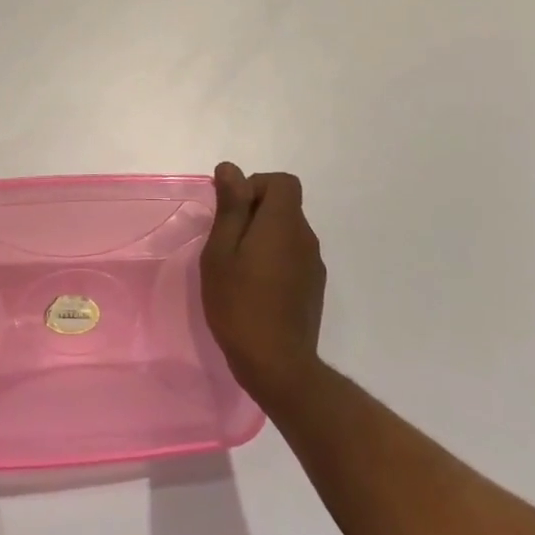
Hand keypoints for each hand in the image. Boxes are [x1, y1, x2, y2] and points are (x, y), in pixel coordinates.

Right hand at [201, 163, 326, 406]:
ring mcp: (313, 265)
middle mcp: (305, 238)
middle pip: (284, 206)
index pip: (282, 182)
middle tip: (225, 243)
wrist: (277, 365)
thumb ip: (230, 207)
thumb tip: (231, 168)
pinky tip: (254, 289)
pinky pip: (293, 257)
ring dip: (263, 238)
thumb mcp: (221, 251)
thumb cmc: (239, 303)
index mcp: (284, 223)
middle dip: (254, 213)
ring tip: (237, 269)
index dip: (255, 186)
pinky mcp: (313, 288)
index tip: (232, 212)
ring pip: (287, 233)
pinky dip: (274, 260)